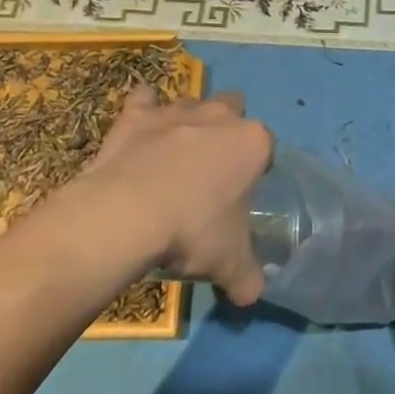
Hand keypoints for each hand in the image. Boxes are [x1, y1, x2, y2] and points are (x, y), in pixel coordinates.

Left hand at [78, 85, 273, 303]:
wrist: (127, 213)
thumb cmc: (192, 231)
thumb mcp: (229, 264)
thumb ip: (248, 277)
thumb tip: (252, 294)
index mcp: (252, 142)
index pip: (267, 146)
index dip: (257, 168)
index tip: (242, 194)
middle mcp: (219, 115)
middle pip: (234, 107)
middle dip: (227, 128)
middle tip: (212, 169)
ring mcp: (176, 109)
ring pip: (191, 102)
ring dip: (187, 122)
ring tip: (173, 159)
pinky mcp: (138, 113)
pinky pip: (144, 98)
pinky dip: (143, 108)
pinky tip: (140, 130)